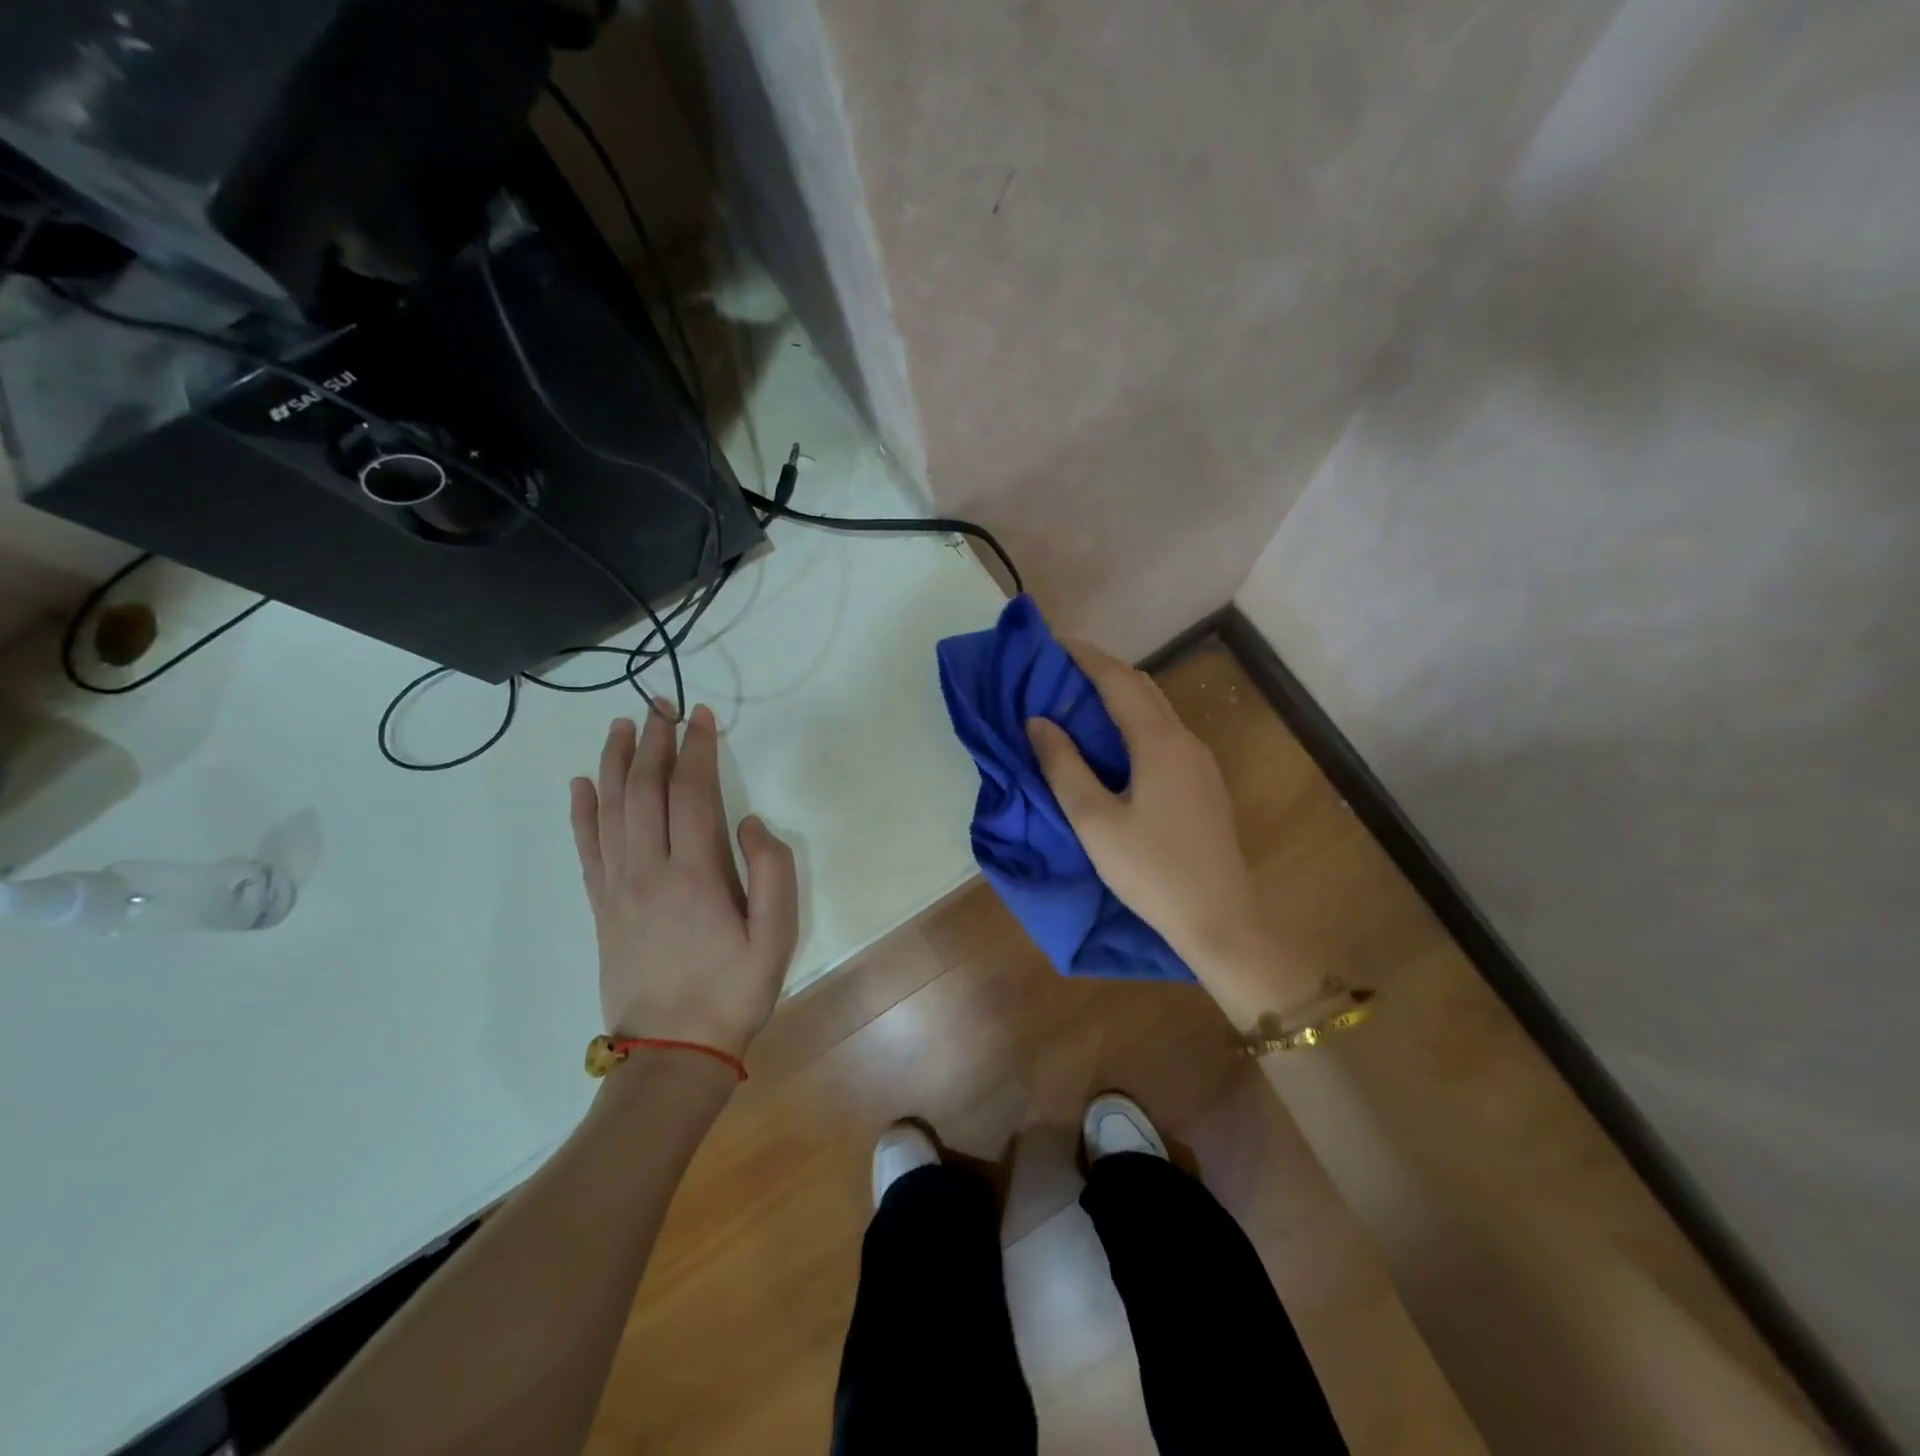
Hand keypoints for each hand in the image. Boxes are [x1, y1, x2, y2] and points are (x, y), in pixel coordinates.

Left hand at [570, 703, 798, 1057]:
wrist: (672, 1051)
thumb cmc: (733, 991)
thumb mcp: (777, 937)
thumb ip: (773, 872)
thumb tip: (751, 823)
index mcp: (695, 874)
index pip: (692, 792)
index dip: (697, 748)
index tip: (702, 715)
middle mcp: (648, 870)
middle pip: (645, 790)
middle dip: (654, 741)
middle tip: (659, 704)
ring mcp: (617, 888)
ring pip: (610, 810)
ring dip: (615, 762)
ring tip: (622, 726)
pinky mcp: (600, 907)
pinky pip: (586, 848)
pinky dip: (582, 811)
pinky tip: (581, 784)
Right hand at [1026, 641, 1303, 1021]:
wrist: (1220, 919)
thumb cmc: (1151, 871)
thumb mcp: (1095, 821)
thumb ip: (1063, 766)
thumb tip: (1038, 721)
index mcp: (1158, 742)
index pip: (1118, 679)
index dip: (1084, 656)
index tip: (1051, 643)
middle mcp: (1184, 740)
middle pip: (1141, 687)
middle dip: (1100, 670)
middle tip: (1058, 670)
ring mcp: (1199, 762)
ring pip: (1155, 710)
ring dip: (1118, 695)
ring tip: (1077, 700)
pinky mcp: (1202, 783)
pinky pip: (1163, 733)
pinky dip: (1132, 721)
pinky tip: (1111, 741)